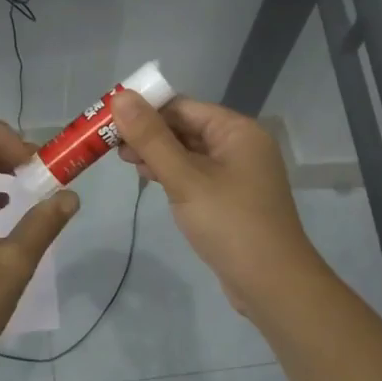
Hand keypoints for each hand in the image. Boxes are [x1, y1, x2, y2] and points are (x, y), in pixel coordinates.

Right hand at [111, 90, 323, 314]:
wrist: (271, 284)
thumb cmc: (230, 224)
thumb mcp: (185, 178)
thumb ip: (151, 138)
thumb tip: (120, 96)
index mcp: (237, 131)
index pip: (183, 106)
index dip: (145, 109)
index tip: (109, 120)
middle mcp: (241, 146)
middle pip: (186, 127)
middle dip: (149, 133)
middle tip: (110, 145)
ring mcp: (237, 174)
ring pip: (189, 152)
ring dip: (157, 154)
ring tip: (124, 162)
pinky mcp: (231, 199)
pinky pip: (196, 175)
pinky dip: (172, 174)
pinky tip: (149, 179)